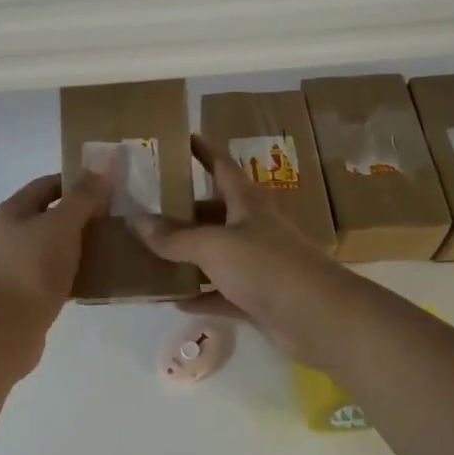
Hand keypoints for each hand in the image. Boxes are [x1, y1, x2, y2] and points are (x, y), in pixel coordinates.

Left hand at [0, 166, 112, 337]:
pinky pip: (58, 273)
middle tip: (119, 215)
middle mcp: (12, 234)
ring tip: (116, 244)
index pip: (48, 184)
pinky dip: (78, 271)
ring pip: (57, 245)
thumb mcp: (61, 225)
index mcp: (14, 211)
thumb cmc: (33, 268)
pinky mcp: (29, 292)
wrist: (6, 329)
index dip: (78, 181)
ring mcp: (18, 265)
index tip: (110, 185)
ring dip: (83, 244)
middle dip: (85, 214)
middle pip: (53, 214)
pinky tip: (101, 276)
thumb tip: (101, 167)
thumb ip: (82, 197)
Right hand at [130, 135, 366, 368]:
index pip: (221, 166)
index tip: (182, 137)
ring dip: (188, 255)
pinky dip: (200, 295)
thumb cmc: (266, 266)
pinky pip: (221, 293)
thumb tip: (136, 220)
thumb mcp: (214, 245)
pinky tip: (173, 299)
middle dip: (184, 208)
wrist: (318, 317)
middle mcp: (253, 228)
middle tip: (147, 206)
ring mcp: (257, 264)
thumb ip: (174, 236)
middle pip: (214, 211)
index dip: (203, 150)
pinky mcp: (258, 298)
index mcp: (247, 203)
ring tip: (149, 252)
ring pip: (216, 254)